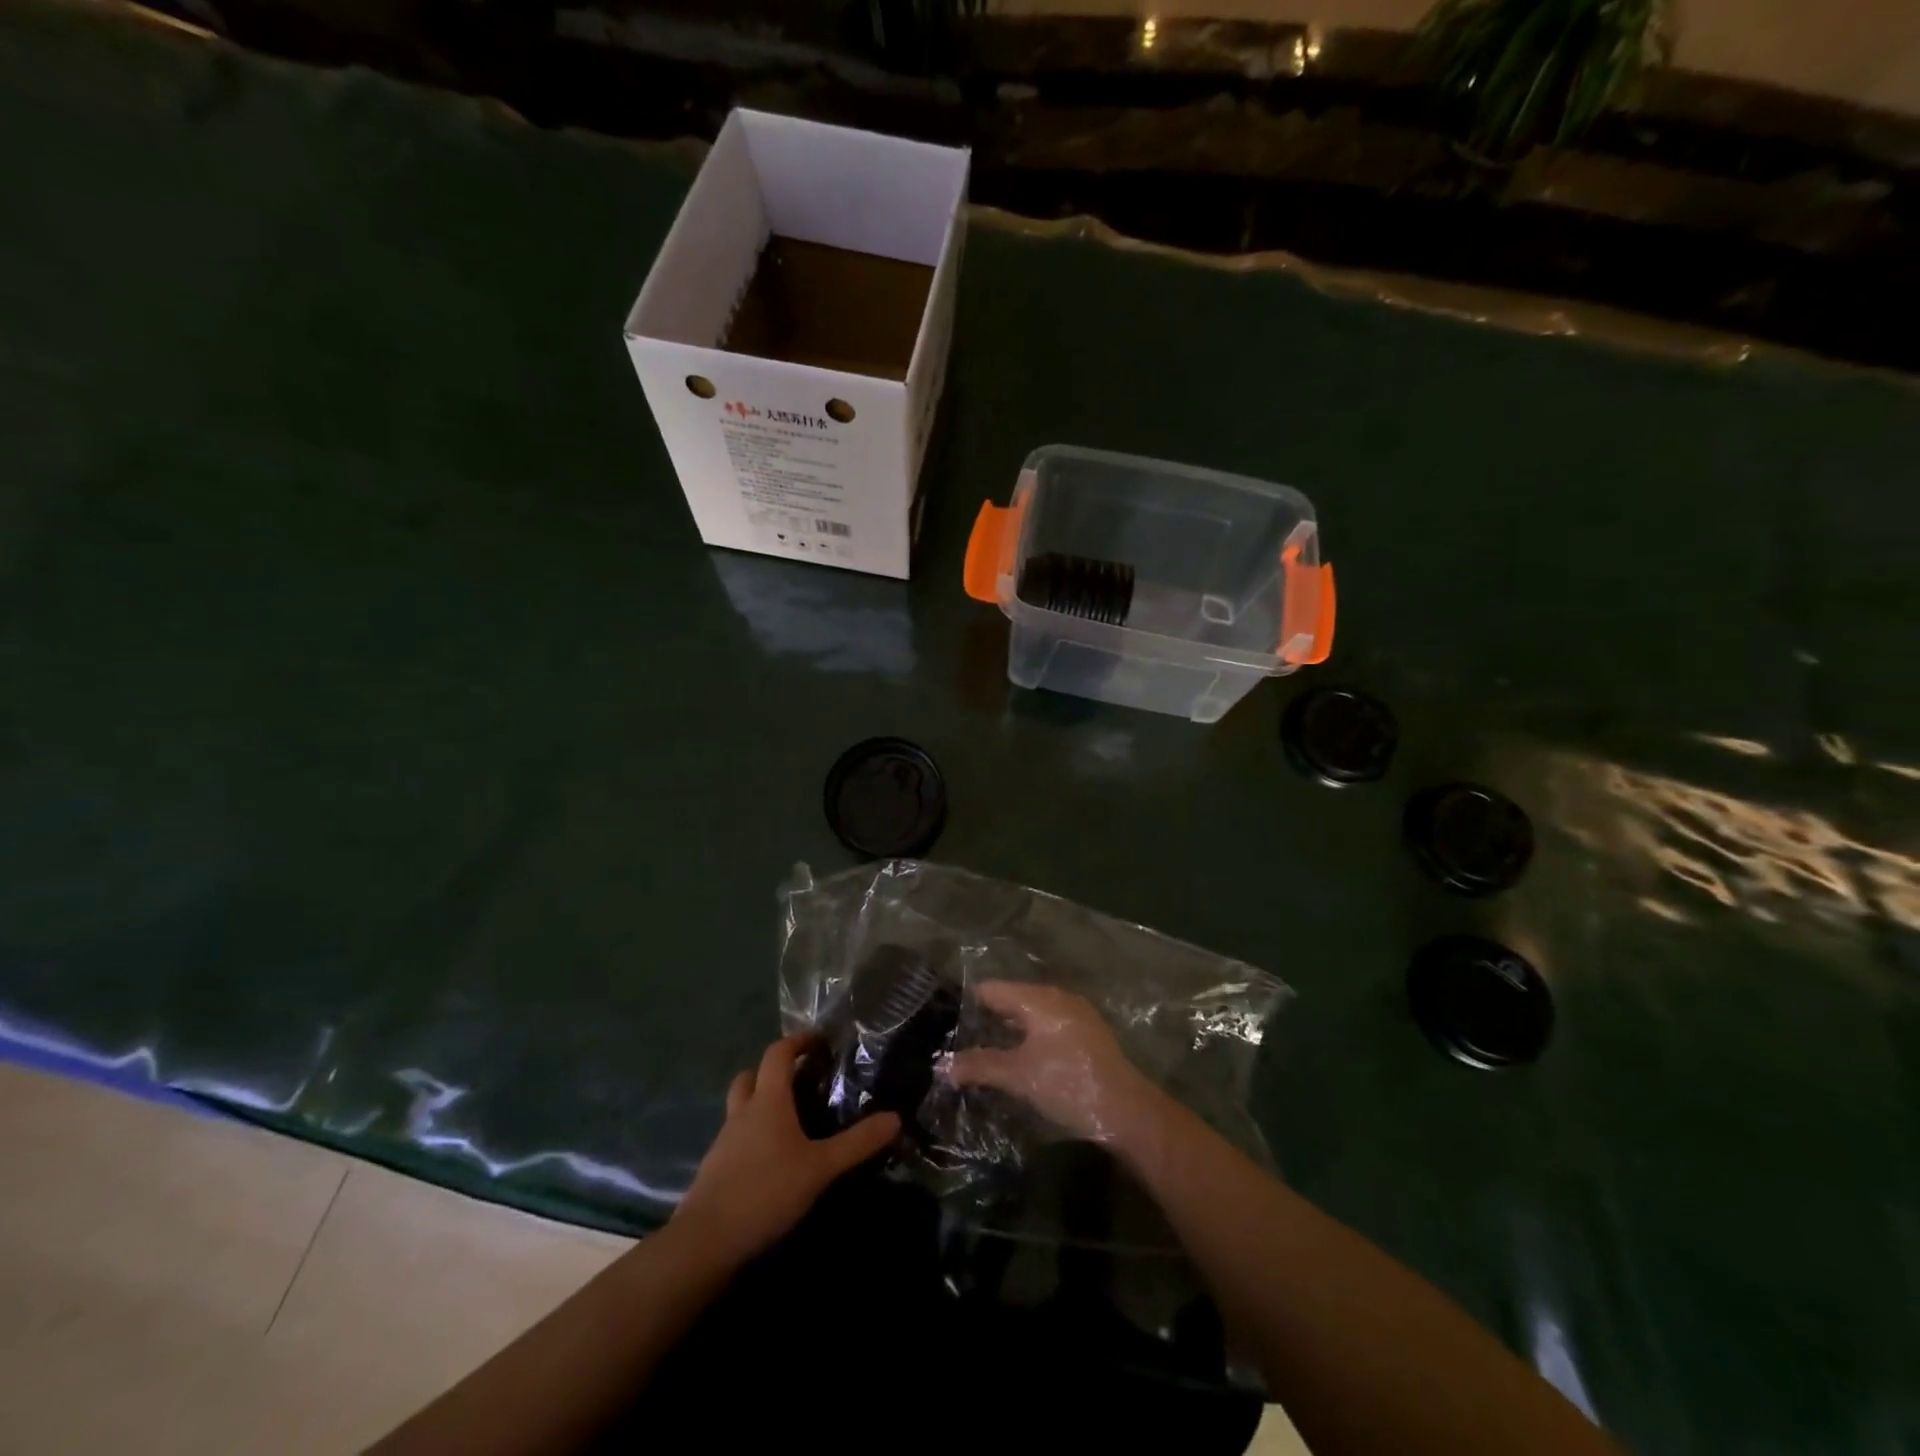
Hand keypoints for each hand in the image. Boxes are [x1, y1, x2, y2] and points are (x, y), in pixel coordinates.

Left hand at [673, 1033, 899, 1265]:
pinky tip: (771, 1160)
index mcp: (768, 1101)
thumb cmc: (766, 1191)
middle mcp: (743, 1113)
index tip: (819, 1040)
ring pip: (741, 1108)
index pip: (778, 1053)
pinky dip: (753, 1137)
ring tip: (790, 1122)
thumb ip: (857, 1143)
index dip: (798, 1041)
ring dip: (761, 1104)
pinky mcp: (715, 1170)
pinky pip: (736, 1139)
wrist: (705, 1243)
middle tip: (800, 1080)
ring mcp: (724, 1142)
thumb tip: (895, 1118)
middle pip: (751, 1076)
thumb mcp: (820, 1168)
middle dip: (772, 1071)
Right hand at [945, 982, 1158, 1143]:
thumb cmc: (1068, 1084)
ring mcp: (1074, 1014)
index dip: (966, 1005)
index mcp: (1038, 998)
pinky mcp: (1085, 1034)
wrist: (1128, 1111)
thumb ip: (979, 1066)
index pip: (991, 989)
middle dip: (986, 1020)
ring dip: (1007, 1031)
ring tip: (981, 1053)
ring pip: (1029, 1014)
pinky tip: (1017, 1060)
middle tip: (957, 1042)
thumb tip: (941, 1066)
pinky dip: (1028, 1038)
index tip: (945, 1025)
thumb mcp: (1018, 1076)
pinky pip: (1046, 1026)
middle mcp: (1056, 997)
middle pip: (1010, 999)